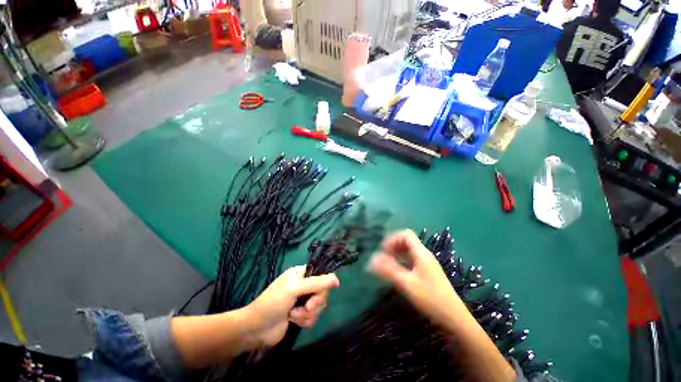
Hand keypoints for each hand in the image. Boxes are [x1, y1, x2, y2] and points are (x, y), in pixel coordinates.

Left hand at [245, 266, 339, 347]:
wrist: (256, 329)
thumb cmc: (273, 302)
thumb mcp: (295, 289)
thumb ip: (316, 283)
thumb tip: (337, 279)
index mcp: (301, 273)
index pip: (321, 274)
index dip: (323, 284)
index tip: (319, 293)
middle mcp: (304, 285)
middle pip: (322, 291)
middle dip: (315, 302)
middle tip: (306, 307)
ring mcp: (302, 300)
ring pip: (319, 306)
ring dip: (307, 314)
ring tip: (294, 315)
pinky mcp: (301, 314)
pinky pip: (313, 317)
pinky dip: (304, 321)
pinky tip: (293, 321)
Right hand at [369, 230, 465, 330]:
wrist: (454, 318)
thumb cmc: (431, 299)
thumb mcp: (407, 284)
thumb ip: (389, 270)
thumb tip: (372, 259)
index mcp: (421, 253)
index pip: (406, 234)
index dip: (392, 239)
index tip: (383, 251)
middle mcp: (425, 255)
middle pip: (407, 241)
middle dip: (393, 246)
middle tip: (384, 258)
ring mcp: (427, 263)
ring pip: (409, 251)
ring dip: (397, 254)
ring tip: (388, 265)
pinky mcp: (428, 272)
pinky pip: (412, 260)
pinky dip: (402, 261)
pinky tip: (398, 273)